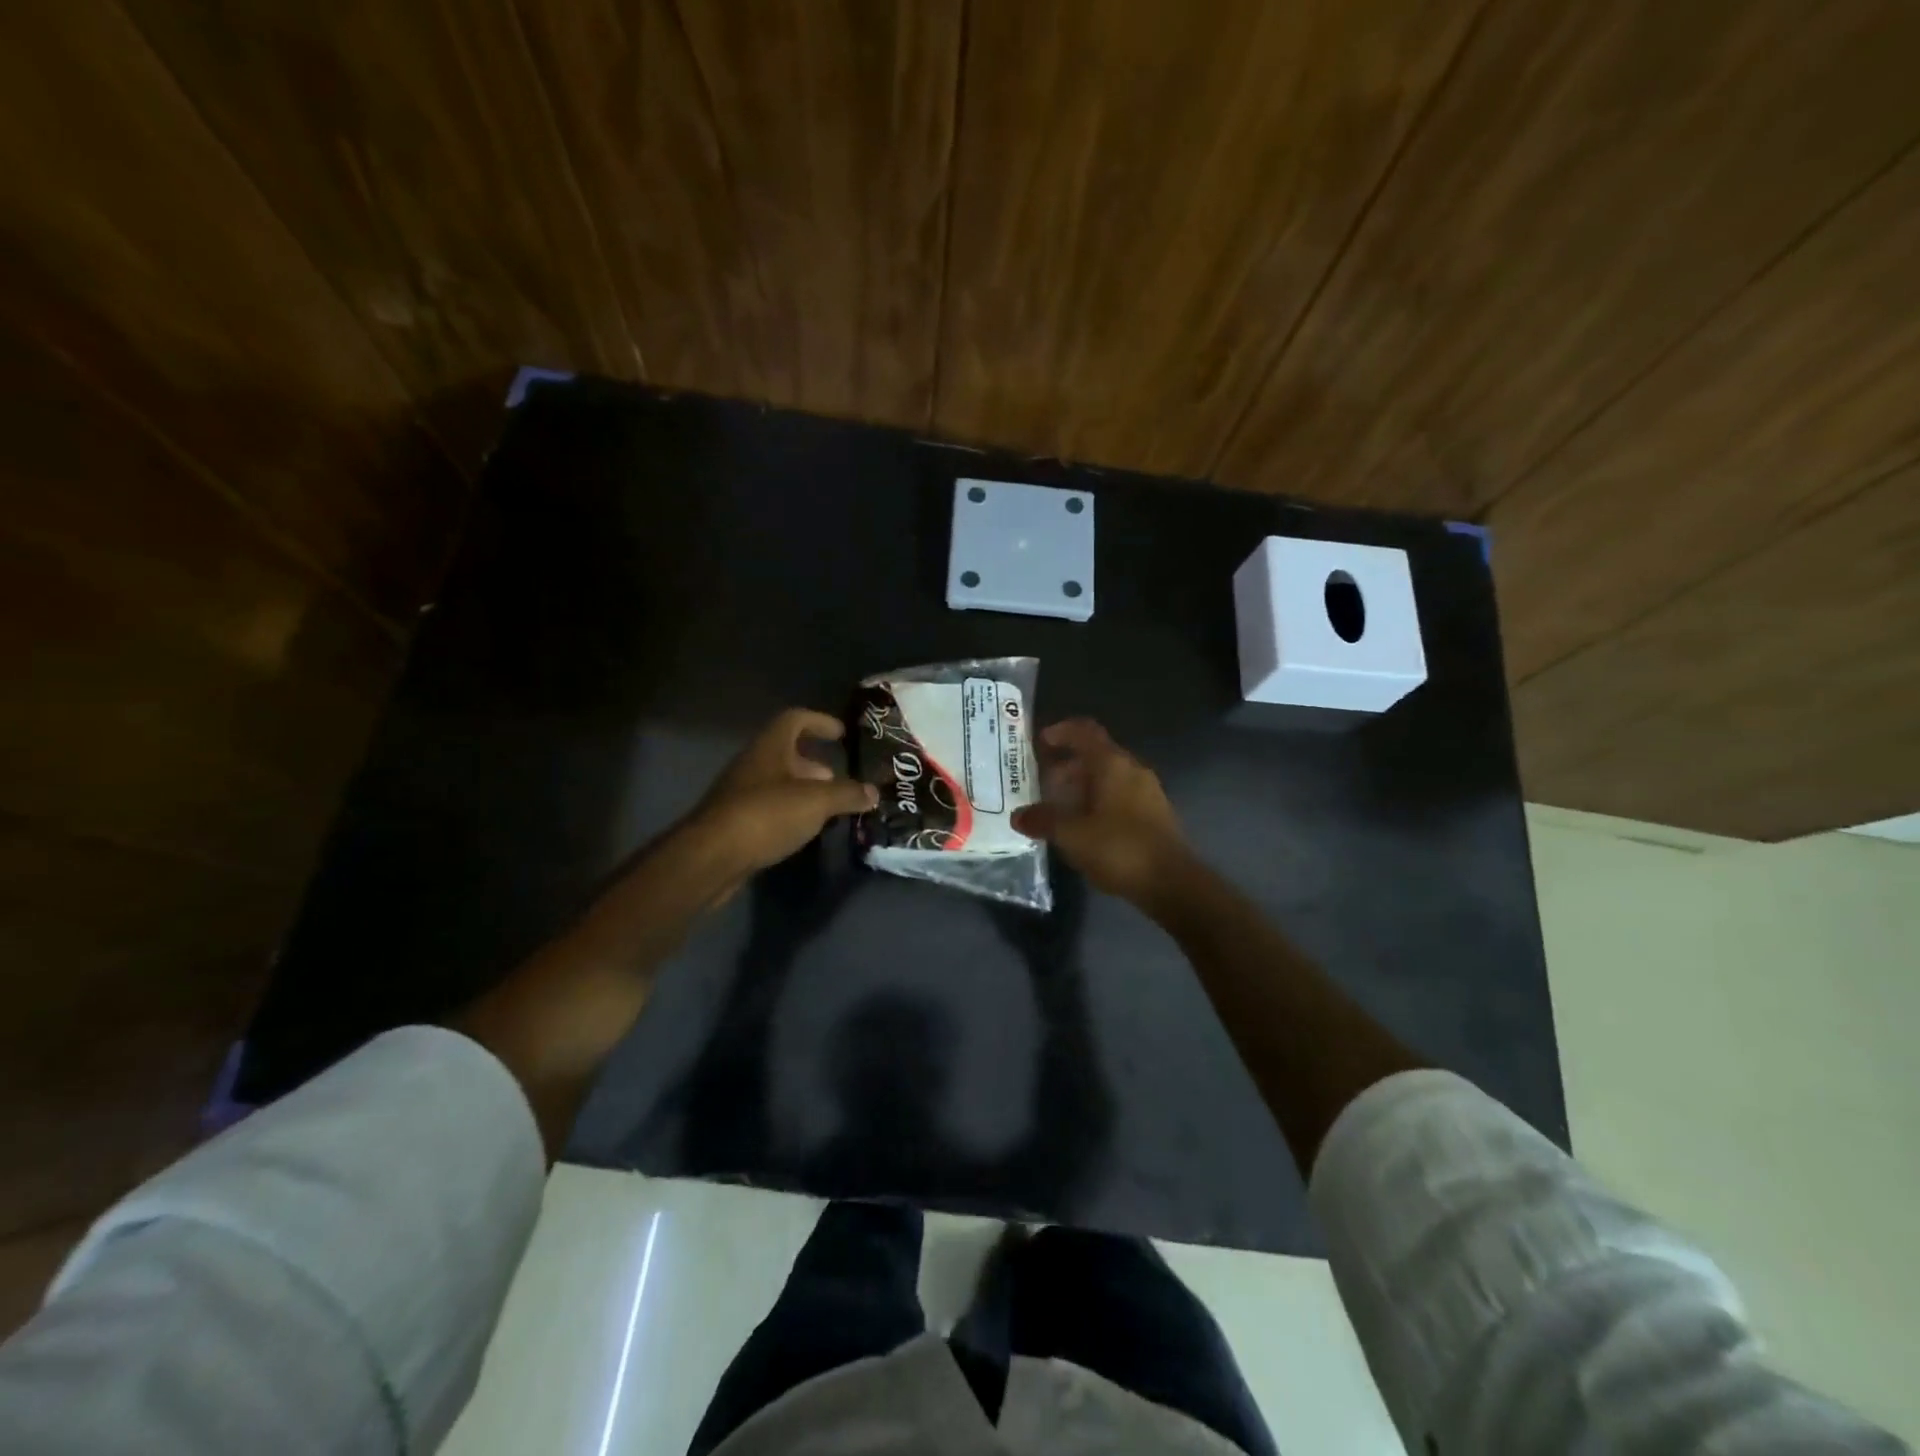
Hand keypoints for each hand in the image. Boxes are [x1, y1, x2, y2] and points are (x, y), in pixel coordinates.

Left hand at [691, 708, 877, 885]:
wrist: (711, 858)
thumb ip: (847, 794)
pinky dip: (791, 813)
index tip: (842, 733)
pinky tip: (806, 830)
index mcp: (769, 748)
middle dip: (815, 764)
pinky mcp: (736, 823)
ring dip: (804, 791)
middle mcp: (753, 764)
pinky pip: (770, 809)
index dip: (820, 721)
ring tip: (830, 809)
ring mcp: (741, 794)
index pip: (795, 719)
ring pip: (778, 783)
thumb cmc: (766, 815)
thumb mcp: (816, 802)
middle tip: (840, 779)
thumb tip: (873, 792)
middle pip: (787, 753)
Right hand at [1011, 719, 1191, 905]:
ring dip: (1081, 787)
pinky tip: (1083, 827)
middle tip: (1040, 783)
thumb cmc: (1119, 848)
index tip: (1039, 742)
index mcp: (1112, 764)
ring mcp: (1147, 792)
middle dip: (1066, 766)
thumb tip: (1018, 816)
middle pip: (1095, 755)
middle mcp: (1132, 770)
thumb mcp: (1072, 835)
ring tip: (1057, 808)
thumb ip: (1043, 820)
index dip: (1060, 731)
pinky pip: (1119, 796)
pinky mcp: (1153, 815)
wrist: (1172, 883)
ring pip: (1107, 777)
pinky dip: (1097, 802)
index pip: (1084, 731)